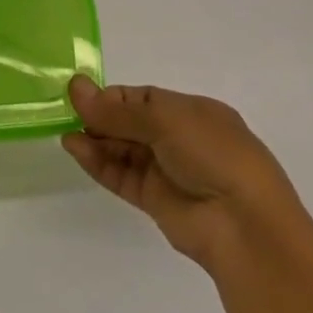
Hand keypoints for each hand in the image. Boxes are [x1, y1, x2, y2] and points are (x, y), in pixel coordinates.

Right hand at [62, 77, 296, 265]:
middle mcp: (180, 140)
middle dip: (100, 118)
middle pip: (129, 123)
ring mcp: (168, 172)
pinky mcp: (156, 202)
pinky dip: (98, 163)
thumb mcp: (165, 119)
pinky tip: (76, 150)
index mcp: (192, 113)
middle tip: (67, 112)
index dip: (111, 97)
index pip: (142, 98)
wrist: (245, 226)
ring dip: (95, 141)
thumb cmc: (214, 155)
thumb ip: (116, 110)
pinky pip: (121, 176)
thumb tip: (75, 86)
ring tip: (66, 134)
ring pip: (123, 150)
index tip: (80, 95)